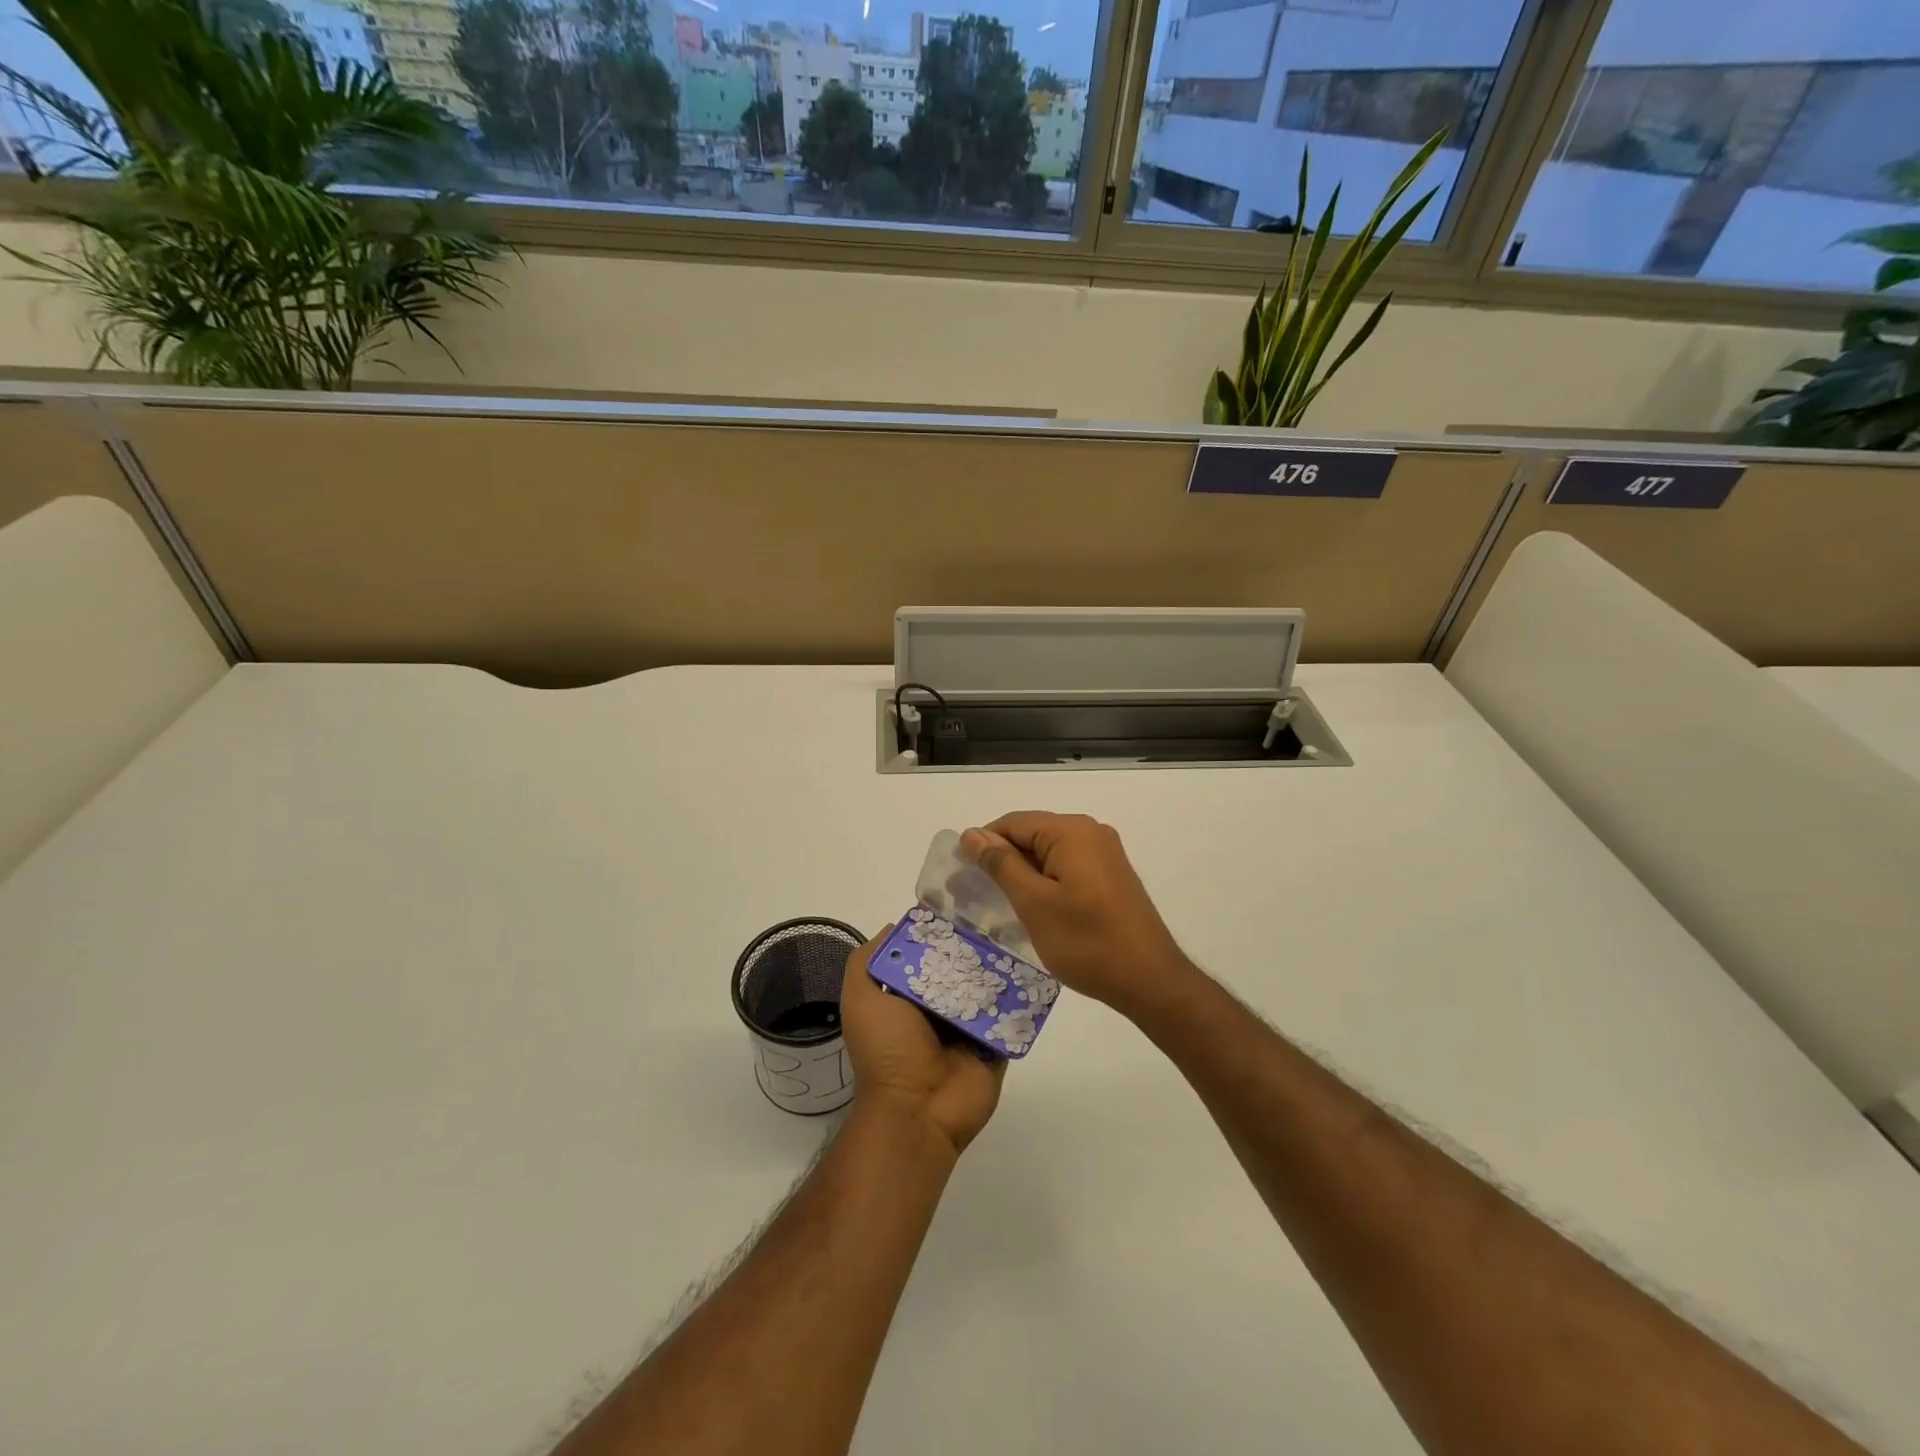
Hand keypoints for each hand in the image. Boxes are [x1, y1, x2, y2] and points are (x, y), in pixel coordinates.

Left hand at [841, 928, 1004, 1156]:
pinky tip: (1035, 968)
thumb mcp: (861, 1000)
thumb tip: (894, 926)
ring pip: (988, 988)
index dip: (939, 933)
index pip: (927, 955)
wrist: (918, 1111)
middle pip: (961, 968)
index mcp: (908, 997)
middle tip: (998, 917)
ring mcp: (970, 1028)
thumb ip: (866, 962)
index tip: (960, 907)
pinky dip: (1022, 996)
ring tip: (1020, 935)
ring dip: (1000, 968)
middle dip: (974, 947)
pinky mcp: (996, 1045)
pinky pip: (1013, 1015)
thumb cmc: (887, 1051)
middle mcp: (939, 1010)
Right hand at [961, 812, 1191, 1013]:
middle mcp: (1091, 831)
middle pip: (1032, 833)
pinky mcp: (1111, 874)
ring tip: (1006, 905)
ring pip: (1049, 852)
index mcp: (1071, 831)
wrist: (1149, 980)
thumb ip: (1001, 864)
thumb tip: (973, 834)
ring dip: (1025, 873)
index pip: (1013, 823)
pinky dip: (1047, 881)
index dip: (984, 844)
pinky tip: (1038, 909)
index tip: (963, 875)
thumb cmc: (1086, 942)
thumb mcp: (1034, 903)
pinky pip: (1068, 865)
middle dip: (1004, 859)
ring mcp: (1105, 853)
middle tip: (980, 895)